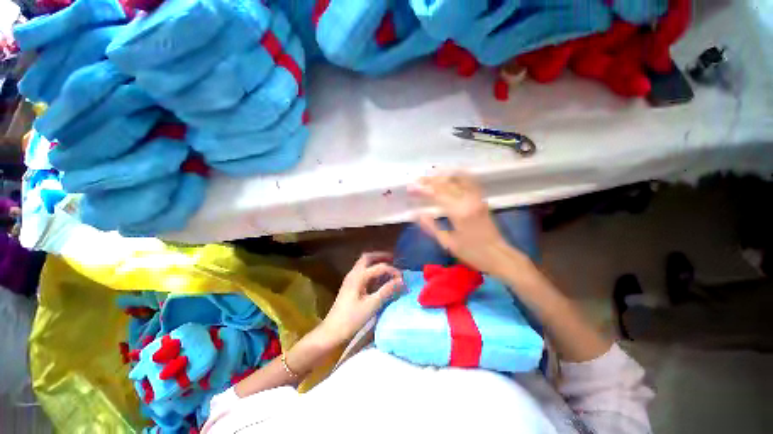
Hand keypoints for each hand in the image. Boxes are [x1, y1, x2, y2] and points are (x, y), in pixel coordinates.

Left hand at [320, 252, 403, 343]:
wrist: (332, 332)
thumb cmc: (351, 319)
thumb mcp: (371, 305)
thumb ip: (387, 291)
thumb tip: (401, 281)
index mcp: (359, 276)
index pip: (380, 267)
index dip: (393, 271)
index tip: (403, 279)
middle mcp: (354, 273)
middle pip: (367, 257)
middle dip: (381, 256)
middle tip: (394, 260)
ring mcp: (351, 279)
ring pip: (364, 264)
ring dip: (376, 262)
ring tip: (389, 266)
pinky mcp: (350, 286)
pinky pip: (363, 272)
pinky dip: (372, 271)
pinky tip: (379, 279)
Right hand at [408, 173, 525, 275]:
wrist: (498, 255)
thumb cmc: (472, 253)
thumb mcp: (448, 244)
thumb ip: (432, 227)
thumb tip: (418, 214)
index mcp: (459, 212)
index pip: (437, 194)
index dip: (423, 189)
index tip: (411, 188)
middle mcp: (468, 201)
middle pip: (447, 183)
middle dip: (430, 180)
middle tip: (417, 181)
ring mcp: (477, 198)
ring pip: (458, 179)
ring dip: (443, 176)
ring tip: (430, 176)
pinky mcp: (481, 200)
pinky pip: (469, 182)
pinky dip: (458, 176)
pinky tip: (451, 176)